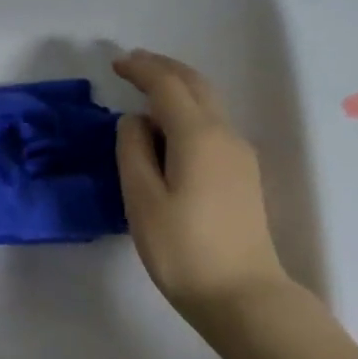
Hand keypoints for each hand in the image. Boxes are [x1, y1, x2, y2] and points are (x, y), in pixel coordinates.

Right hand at [113, 49, 287, 321]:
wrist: (242, 295)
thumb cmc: (182, 250)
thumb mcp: (142, 200)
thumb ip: (133, 152)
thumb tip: (135, 121)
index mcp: (198, 136)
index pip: (168, 86)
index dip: (141, 69)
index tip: (116, 63)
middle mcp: (225, 135)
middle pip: (196, 85)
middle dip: (164, 69)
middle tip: (132, 65)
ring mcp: (239, 155)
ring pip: (208, 104)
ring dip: (177, 89)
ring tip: (145, 92)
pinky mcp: (242, 175)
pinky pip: (212, 126)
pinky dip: (187, 112)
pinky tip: (169, 129)